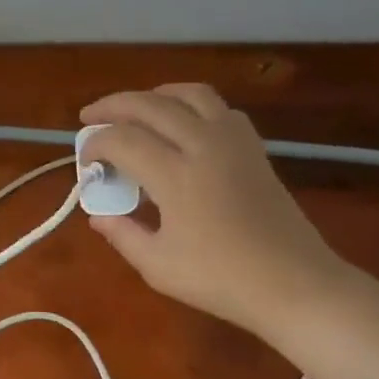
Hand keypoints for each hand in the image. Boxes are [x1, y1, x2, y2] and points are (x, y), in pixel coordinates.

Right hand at [79, 85, 349, 338]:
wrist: (295, 284)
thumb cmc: (221, 279)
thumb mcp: (157, 265)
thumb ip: (122, 234)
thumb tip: (99, 216)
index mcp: (177, 176)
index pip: (122, 139)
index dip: (94, 144)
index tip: (84, 164)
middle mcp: (205, 146)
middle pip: (151, 104)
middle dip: (113, 106)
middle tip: (90, 117)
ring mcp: (235, 143)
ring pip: (190, 94)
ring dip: (154, 95)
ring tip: (134, 111)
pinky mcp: (254, 149)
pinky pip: (218, 108)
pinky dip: (189, 105)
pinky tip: (180, 126)